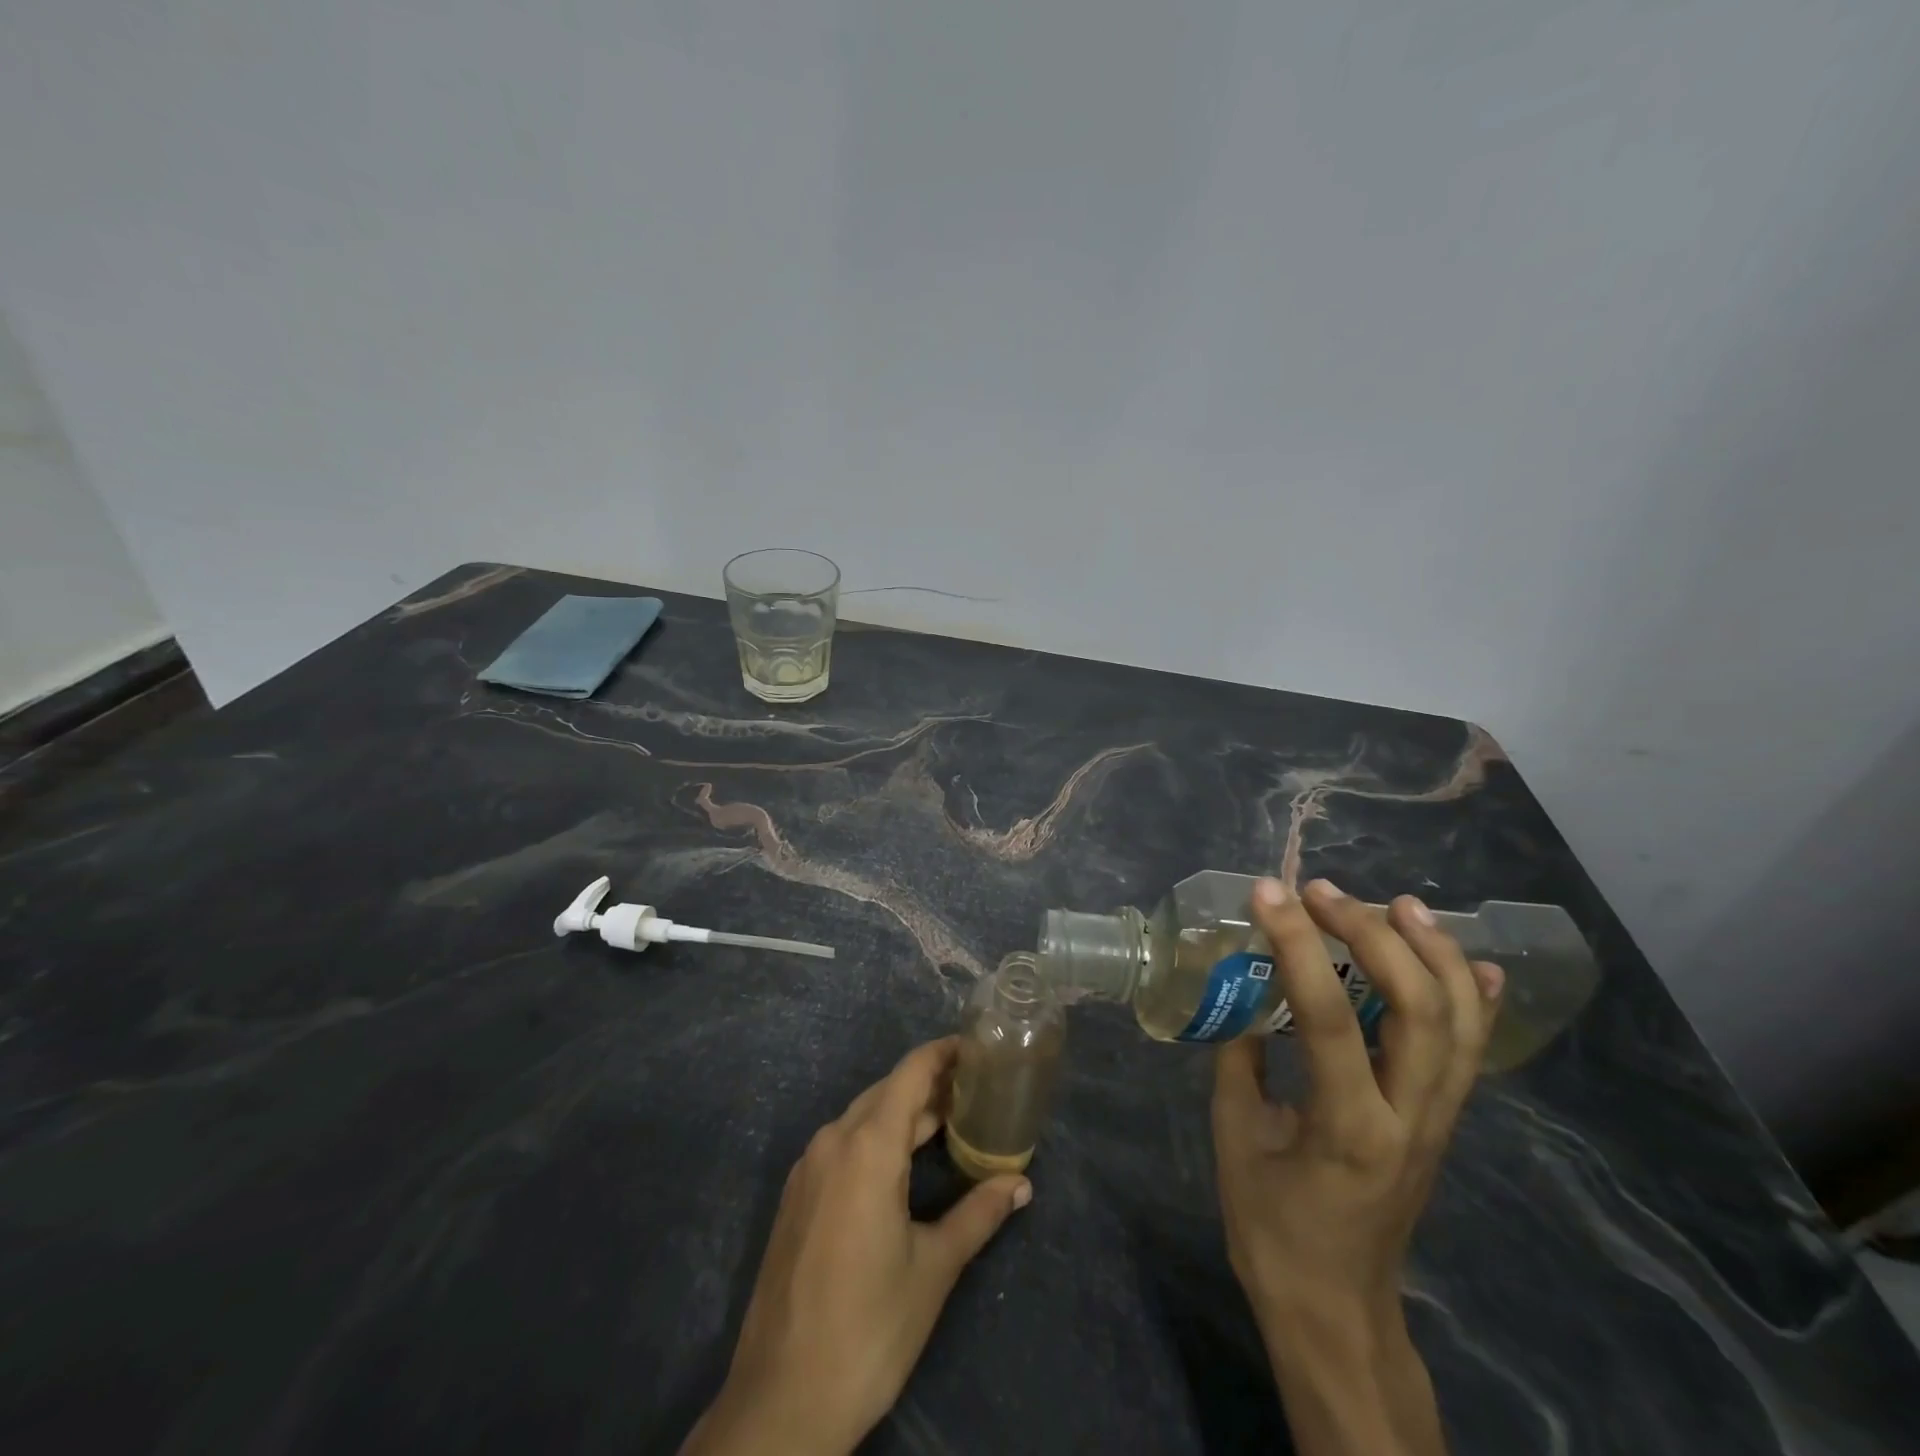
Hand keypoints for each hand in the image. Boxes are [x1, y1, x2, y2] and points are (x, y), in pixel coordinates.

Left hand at [682, 1037, 1031, 1455]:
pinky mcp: (797, 1195)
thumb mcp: (933, 1268)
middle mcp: (833, 1142)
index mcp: (867, 1148)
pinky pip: (843, 1145)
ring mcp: (808, 1168)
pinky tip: (903, 1164)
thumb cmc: (869, 1328)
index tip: (977, 1047)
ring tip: (949, 1122)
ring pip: (864, 1118)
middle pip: (887, 1092)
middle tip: (975, 1090)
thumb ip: (978, 1214)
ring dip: (904, 1114)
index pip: (910, 1073)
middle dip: (931, 1085)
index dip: (943, 1053)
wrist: (782, 1401)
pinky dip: (877, 1139)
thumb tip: (1021, 1183)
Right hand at [1212, 876, 1501, 1454]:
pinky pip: (1471, 1051)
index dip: (1297, 944)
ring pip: (1460, 1022)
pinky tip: (1469, 958)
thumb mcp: (1234, 1138)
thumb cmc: (1273, 1228)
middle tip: (1325, 893)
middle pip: (1420, 1008)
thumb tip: (1244, 992)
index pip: (1329, 1016)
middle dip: (1374, 935)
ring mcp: (1438, 1121)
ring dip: (1434, 952)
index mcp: (1348, 1127)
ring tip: (1399, 902)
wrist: (1336, 1306)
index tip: (1267, 893)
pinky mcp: (1444, 1122)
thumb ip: (1240, 1058)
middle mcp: (1410, 1118)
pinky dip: (1476, 997)